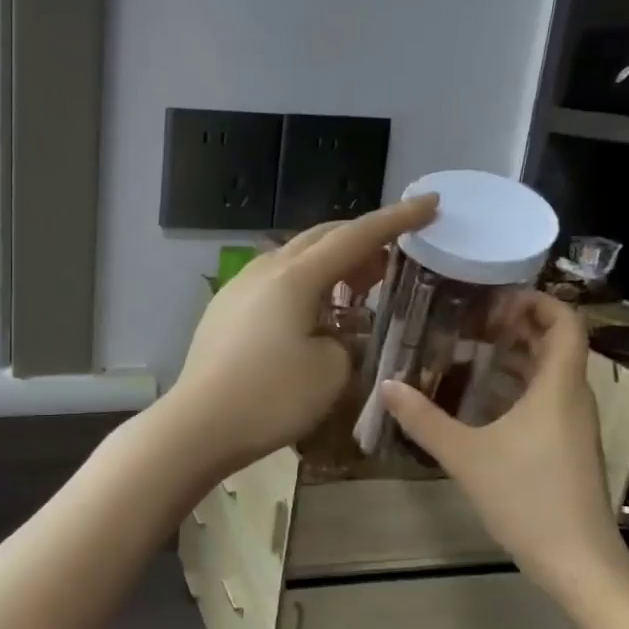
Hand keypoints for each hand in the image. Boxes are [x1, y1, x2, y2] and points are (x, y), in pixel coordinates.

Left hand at [166, 195, 438, 475]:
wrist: (198, 424)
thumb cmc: (271, 397)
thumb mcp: (331, 371)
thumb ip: (348, 341)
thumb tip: (339, 333)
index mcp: (295, 276)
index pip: (355, 236)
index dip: (396, 220)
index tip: (430, 203)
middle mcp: (264, 270)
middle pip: (320, 238)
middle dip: (360, 241)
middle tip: (392, 259)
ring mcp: (238, 287)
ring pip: (293, 258)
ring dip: (329, 264)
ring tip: (354, 288)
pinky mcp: (223, 309)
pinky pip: (272, 282)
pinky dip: (302, 285)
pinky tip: (311, 314)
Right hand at [381, 291, 626, 595]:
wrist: (578, 562)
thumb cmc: (527, 498)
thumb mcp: (465, 456)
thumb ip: (423, 419)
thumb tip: (386, 384)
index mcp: (557, 388)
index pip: (565, 323)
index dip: (537, 300)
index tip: (495, 294)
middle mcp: (572, 398)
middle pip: (556, 344)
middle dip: (517, 324)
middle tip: (470, 317)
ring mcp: (573, 425)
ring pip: (550, 373)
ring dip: (515, 356)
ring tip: (468, 349)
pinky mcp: (567, 447)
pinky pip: (545, 399)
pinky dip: (516, 386)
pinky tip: (478, 399)